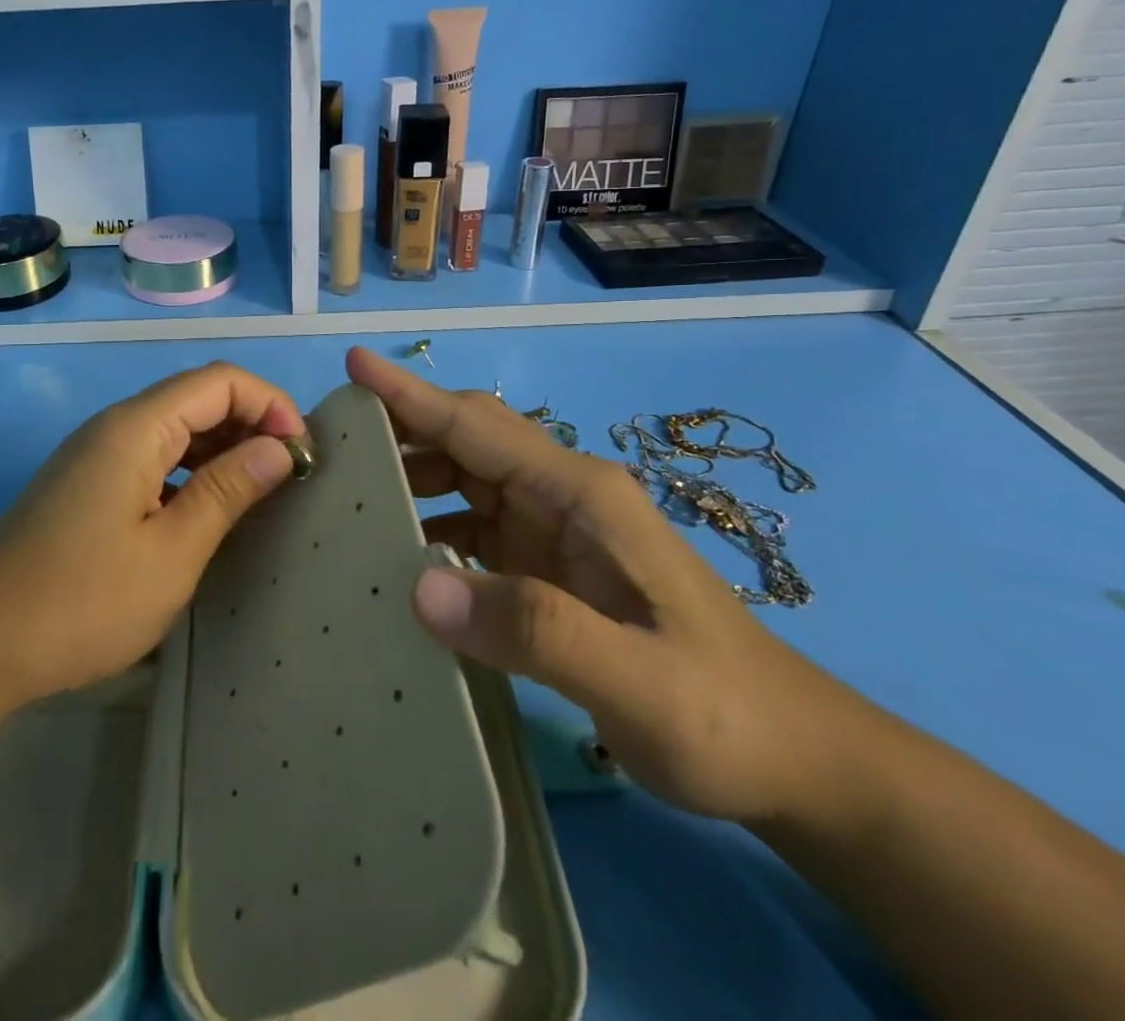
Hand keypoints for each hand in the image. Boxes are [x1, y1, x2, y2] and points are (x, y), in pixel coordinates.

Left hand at [0, 361, 305, 713]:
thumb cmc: (83, 601)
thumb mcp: (171, 552)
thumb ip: (227, 491)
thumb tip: (279, 448)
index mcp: (137, 427)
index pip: (220, 381)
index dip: (270, 405)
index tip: (301, 455)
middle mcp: (116, 426)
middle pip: (197, 398)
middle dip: (251, 424)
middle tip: (289, 476)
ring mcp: (96, 455)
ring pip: (175, 429)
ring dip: (223, 448)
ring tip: (260, 493)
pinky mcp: (87, 484)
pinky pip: (153, 457)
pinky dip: (191, 470)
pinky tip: (208, 510)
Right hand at [348, 346, 855, 823]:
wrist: (794, 760)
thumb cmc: (721, 710)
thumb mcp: (636, 681)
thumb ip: (534, 630)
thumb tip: (419, 587)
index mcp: (580, 494)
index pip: (478, 425)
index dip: (412, 394)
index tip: (354, 364)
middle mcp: (562, 496)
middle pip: (466, 439)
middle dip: (400, 427)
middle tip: (330, 439)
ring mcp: (554, 529)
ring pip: (464, 477)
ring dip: (410, 474)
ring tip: (347, 491)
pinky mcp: (547, 565)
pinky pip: (472, 525)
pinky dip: (429, 524)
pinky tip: (396, 552)